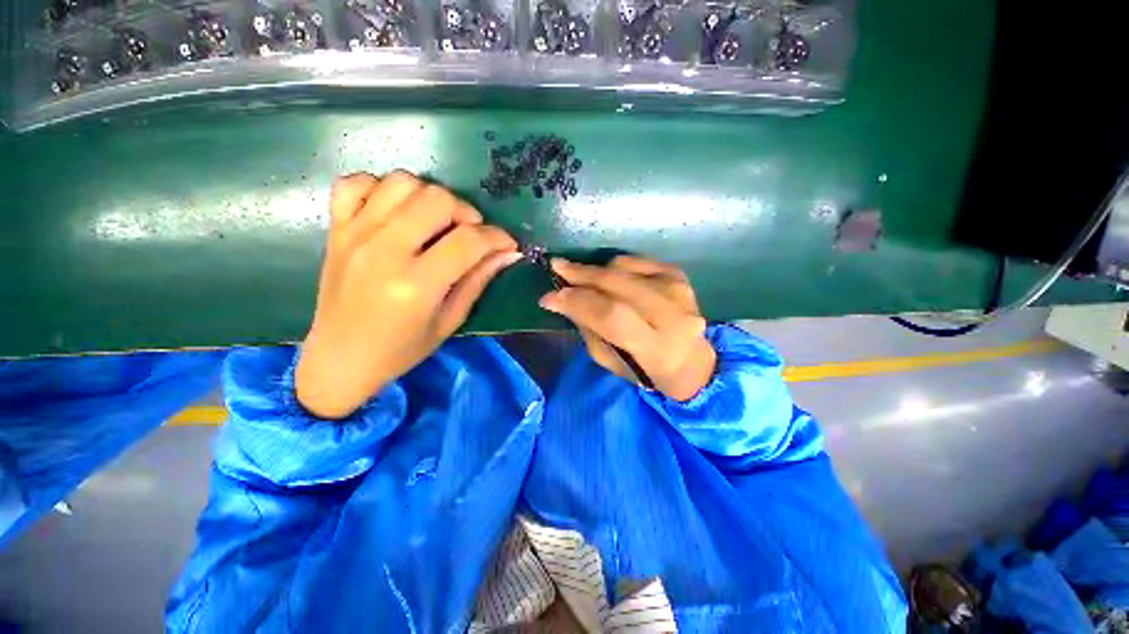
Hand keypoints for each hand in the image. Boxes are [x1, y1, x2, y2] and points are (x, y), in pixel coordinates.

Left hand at [295, 171, 520, 418]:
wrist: (340, 357)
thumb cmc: (401, 349)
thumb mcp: (450, 321)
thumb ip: (478, 280)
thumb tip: (508, 253)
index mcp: (416, 284)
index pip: (469, 241)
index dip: (497, 238)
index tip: (507, 245)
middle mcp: (384, 250)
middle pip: (437, 199)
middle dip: (466, 213)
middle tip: (470, 234)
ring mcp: (355, 234)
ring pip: (402, 182)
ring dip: (429, 197)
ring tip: (436, 222)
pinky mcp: (336, 229)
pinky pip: (356, 182)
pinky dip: (381, 188)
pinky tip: (396, 212)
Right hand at [539, 255, 716, 401]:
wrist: (690, 361)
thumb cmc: (645, 370)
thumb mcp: (611, 362)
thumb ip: (588, 329)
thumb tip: (562, 298)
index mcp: (657, 349)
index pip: (611, 316)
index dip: (577, 302)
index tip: (549, 297)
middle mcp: (672, 316)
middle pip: (618, 285)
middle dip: (581, 275)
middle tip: (557, 267)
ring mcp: (678, 290)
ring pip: (624, 268)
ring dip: (595, 270)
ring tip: (578, 275)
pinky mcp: (678, 275)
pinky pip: (636, 260)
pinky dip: (615, 266)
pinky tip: (605, 275)